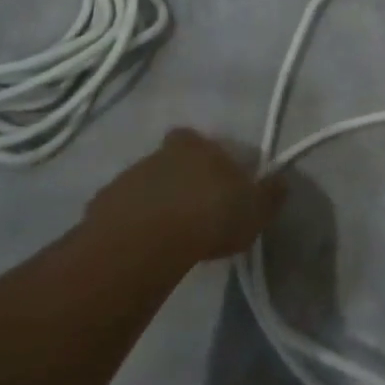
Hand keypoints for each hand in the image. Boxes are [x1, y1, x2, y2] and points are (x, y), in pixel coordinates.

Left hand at [98, 128, 285, 261]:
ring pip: (142, 185)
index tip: (210, 175)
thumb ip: (269, 194)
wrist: (146, 242)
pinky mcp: (101, 208)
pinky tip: (143, 246)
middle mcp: (158, 154)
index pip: (195, 138)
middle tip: (190, 206)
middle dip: (176, 177)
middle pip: (167, 159)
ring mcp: (126, 179)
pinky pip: (121, 212)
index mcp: (196, 146)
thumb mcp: (254, 209)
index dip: (202, 153)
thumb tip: (282, 180)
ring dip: (153, 201)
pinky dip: (131, 223)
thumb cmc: (209, 216)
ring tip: (167, 232)